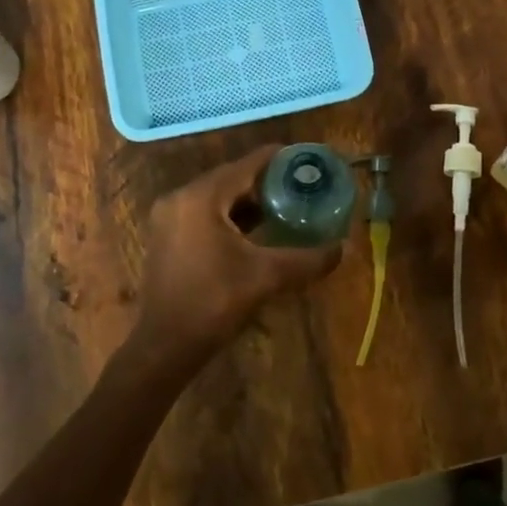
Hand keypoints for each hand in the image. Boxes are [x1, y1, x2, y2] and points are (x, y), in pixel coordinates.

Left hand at [133, 145, 342, 362]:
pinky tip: (255, 230)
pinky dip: (229, 215)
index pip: (246, 164)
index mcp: (201, 198)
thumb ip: (307, 259)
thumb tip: (342, 249)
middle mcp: (180, 198)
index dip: (278, 159)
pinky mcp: (166, 236)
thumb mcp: (266, 277)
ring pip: (216, 197)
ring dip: (248, 200)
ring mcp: (168, 217)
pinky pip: (203, 212)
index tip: (306, 159)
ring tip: (284, 206)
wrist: (165, 346)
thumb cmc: (214, 303)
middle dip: (266, 181)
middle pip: (231, 178)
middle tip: (300, 186)